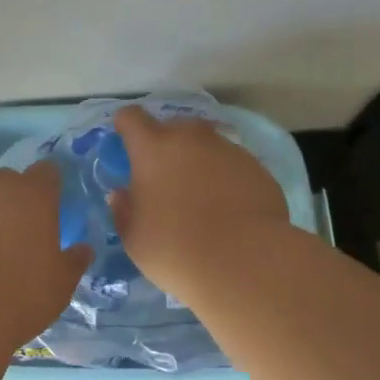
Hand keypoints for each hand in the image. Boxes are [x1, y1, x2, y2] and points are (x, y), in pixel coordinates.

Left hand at [0, 164, 90, 328]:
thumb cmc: (21, 294)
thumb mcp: (61, 285)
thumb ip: (73, 261)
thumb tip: (83, 249)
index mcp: (34, 195)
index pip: (47, 172)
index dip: (47, 188)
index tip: (48, 209)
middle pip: (6, 181)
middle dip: (10, 201)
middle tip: (12, 237)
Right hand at [108, 105, 290, 304]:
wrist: (245, 262)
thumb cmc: (175, 249)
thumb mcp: (134, 238)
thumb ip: (124, 210)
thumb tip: (122, 194)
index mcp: (153, 149)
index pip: (131, 117)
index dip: (126, 127)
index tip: (127, 146)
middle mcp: (191, 139)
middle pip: (174, 127)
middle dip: (167, 145)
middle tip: (166, 180)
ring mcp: (229, 150)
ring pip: (207, 145)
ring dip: (199, 161)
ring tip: (202, 197)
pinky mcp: (257, 168)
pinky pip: (233, 165)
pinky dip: (227, 178)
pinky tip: (229, 209)